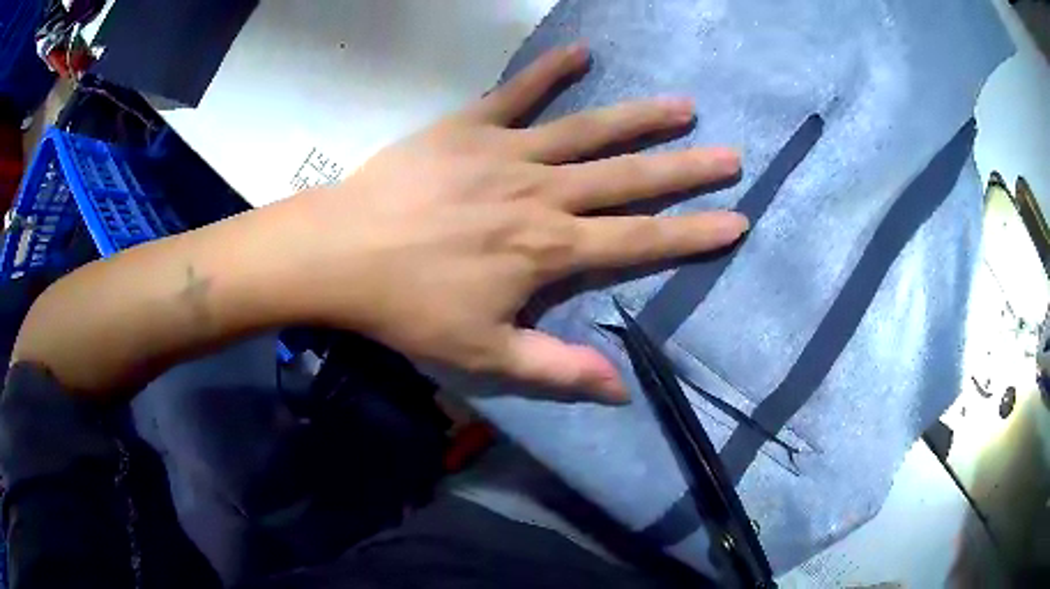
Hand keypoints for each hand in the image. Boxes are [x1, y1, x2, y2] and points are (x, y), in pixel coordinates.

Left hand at [294, 44, 745, 401]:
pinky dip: (549, 71)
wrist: (342, 253)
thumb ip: (558, 369)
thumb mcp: (485, 354)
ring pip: (588, 130)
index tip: (736, 220)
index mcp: (550, 249)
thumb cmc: (410, 307)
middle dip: (687, 169)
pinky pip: (516, 92)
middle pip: (630, 178)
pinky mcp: (468, 126)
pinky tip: (581, 51)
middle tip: (732, 155)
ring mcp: (506, 152)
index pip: (641, 241)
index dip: (693, 234)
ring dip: (640, 117)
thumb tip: (621, 390)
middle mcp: (542, 193)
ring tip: (683, 107)